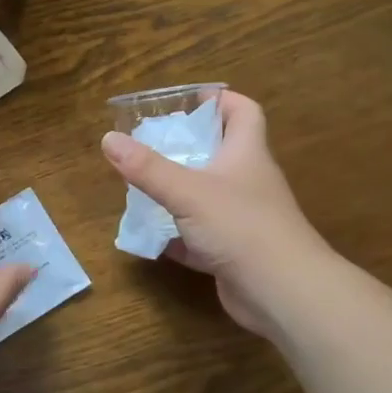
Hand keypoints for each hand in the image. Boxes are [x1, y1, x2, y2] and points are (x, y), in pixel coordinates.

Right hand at [101, 92, 331, 341]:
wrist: (282, 292)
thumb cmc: (240, 226)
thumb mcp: (187, 191)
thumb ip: (147, 167)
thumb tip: (109, 138)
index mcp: (246, 154)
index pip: (243, 112)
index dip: (221, 100)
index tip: (189, 100)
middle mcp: (248, 182)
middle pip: (221, 153)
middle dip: (186, 146)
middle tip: (149, 144)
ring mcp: (242, 219)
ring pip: (206, 197)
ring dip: (177, 192)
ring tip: (140, 186)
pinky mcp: (233, 252)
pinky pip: (199, 237)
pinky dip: (176, 236)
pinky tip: (149, 237)